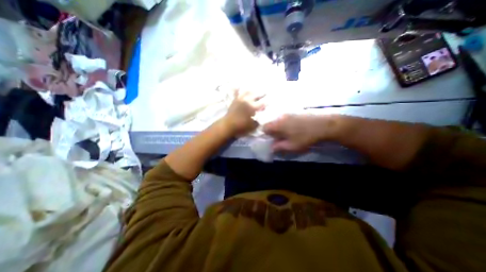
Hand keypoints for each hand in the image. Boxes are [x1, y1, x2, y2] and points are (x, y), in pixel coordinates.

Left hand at [221, 89, 263, 136]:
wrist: (227, 125)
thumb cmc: (241, 127)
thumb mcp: (252, 126)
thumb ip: (258, 121)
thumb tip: (260, 118)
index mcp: (252, 107)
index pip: (262, 103)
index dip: (267, 103)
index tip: (270, 102)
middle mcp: (247, 100)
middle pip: (256, 95)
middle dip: (262, 94)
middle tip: (265, 93)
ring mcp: (240, 99)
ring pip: (247, 92)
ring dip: (252, 91)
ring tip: (255, 90)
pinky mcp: (234, 100)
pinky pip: (236, 92)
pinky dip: (238, 89)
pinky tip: (239, 86)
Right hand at [263, 113, 338, 152]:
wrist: (324, 124)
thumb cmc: (306, 137)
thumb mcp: (292, 146)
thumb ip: (279, 147)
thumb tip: (271, 148)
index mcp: (278, 124)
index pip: (264, 127)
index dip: (265, 134)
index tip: (270, 139)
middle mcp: (281, 116)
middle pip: (270, 122)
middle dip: (272, 130)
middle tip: (278, 138)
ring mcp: (288, 113)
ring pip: (278, 119)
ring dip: (278, 126)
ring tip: (286, 133)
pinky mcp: (295, 111)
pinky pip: (285, 117)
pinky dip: (285, 123)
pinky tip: (293, 128)